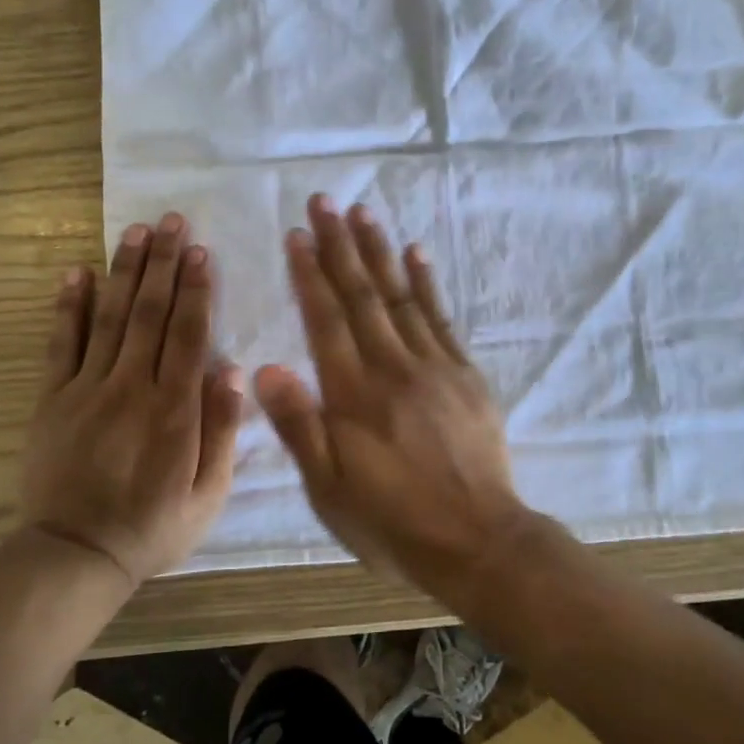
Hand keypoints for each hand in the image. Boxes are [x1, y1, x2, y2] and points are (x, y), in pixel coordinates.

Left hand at [23, 212, 243, 586]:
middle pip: (151, 313)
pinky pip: (60, 344)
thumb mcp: (209, 495)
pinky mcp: (52, 399)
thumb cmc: (154, 527)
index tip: (202, 253)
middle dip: (164, 264)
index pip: (189, 335)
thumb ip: (221, 431)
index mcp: (174, 410)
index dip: (197, 290)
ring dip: (124, 271)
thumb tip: (232, 371)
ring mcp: (87, 389)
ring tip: (136, 231)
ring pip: (109, 317)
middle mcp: (132, 387)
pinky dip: (68, 306)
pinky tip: (77, 272)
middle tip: (172, 221)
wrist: (76, 555)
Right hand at [253, 195, 534, 599]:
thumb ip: (300, 427)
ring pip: (401, 297)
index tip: (297, 235)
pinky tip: (416, 255)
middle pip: (362, 295)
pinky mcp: (465, 375)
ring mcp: (434, 366)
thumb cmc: (393, 522)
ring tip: (364, 213)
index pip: (326, 320)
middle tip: (325, 202)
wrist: (478, 541)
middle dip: (340, 246)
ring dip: (380, 252)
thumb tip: (265, 369)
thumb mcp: (330, 490)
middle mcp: (392, 367)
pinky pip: (441, 318)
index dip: (310, 274)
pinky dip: (426, 283)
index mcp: (353, 395)